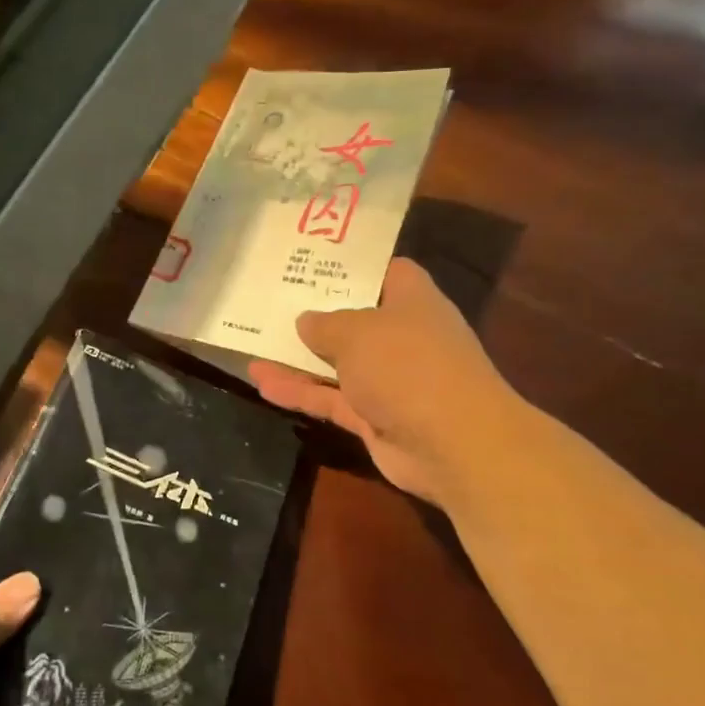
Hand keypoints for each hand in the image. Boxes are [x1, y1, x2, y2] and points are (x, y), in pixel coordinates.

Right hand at [248, 258, 525, 511]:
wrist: (452, 443)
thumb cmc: (407, 364)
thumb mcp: (357, 332)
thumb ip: (325, 324)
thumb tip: (306, 321)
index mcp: (412, 301)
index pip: (385, 272)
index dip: (352, 266)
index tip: (314, 262)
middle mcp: (402, 336)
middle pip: (354, 318)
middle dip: (316, 312)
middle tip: (271, 298)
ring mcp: (388, 380)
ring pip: (336, 363)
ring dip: (298, 356)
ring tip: (252, 341)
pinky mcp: (372, 417)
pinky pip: (329, 398)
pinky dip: (300, 392)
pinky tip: (262, 383)